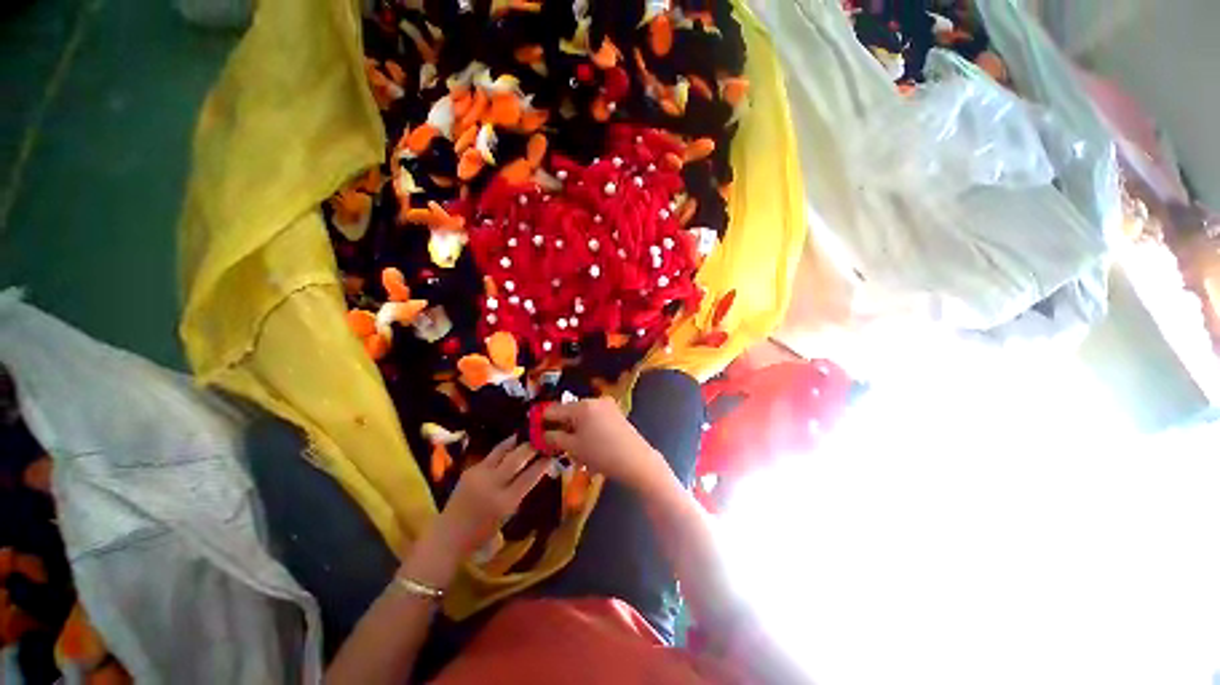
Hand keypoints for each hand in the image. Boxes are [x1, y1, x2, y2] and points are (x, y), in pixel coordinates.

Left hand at [436, 436, 551, 552]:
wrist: (449, 535)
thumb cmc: (483, 531)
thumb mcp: (509, 513)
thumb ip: (522, 490)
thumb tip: (538, 469)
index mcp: (505, 501)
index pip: (530, 476)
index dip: (543, 463)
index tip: (552, 453)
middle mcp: (492, 485)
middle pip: (516, 458)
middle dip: (531, 446)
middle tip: (542, 439)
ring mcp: (479, 475)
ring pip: (503, 450)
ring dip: (517, 441)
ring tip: (528, 434)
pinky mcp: (470, 469)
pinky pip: (492, 454)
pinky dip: (505, 448)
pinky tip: (513, 444)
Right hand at [543, 397, 668, 491]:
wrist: (636, 460)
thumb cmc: (601, 454)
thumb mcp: (573, 448)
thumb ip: (554, 438)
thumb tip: (542, 434)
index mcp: (582, 406)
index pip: (554, 409)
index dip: (541, 420)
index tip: (533, 430)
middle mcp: (594, 400)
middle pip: (569, 411)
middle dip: (560, 426)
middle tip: (553, 444)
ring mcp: (607, 406)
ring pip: (582, 416)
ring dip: (574, 429)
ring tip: (572, 448)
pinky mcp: (616, 414)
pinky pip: (594, 418)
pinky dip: (587, 429)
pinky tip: (588, 445)